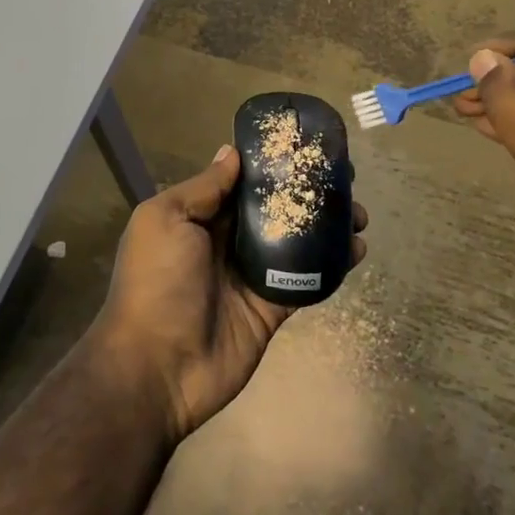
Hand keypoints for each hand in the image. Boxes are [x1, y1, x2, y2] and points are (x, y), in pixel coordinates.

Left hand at [92, 144, 367, 443]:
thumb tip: (231, 152)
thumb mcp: (166, 219)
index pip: (240, 183)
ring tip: (358, 213)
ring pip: (295, 241)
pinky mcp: (272, 307)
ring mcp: (251, 275)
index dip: (271, 165)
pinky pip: (306, 279)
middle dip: (306, 192)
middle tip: (345, 178)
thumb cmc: (156, 281)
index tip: (305, 147)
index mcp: (198, 217)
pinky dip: (332, 265)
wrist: (158, 367)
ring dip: (326, 226)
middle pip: (273, 209)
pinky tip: (357, 249)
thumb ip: (203, 188)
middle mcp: (226, 241)